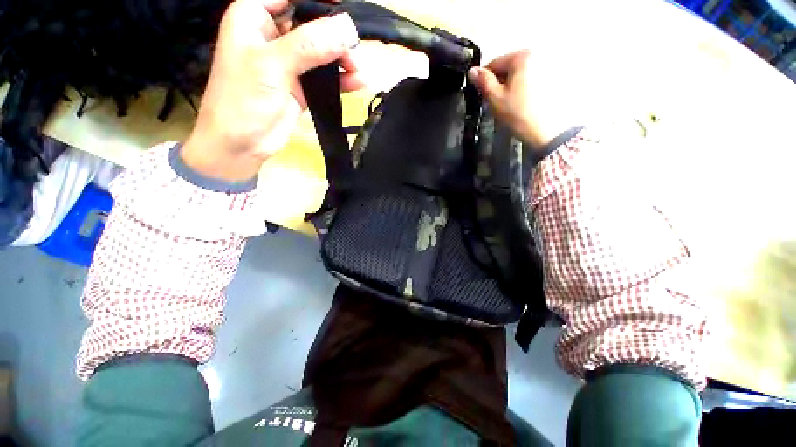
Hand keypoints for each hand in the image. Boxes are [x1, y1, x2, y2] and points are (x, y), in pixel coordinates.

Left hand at [181, 0, 361, 181]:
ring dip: (341, 58)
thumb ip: (310, 44)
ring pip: (322, 50)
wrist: (242, 144)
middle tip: (352, 50)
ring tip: (357, 69)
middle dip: (334, 33)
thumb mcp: (273, 64)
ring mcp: (289, 62)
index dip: (319, 3)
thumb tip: (348, 28)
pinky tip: (356, 82)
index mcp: (255, 16)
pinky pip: (325, 76)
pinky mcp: (302, 86)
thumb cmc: (243, 99)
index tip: (345, 15)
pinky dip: (340, 79)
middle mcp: (274, 35)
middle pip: (311, 22)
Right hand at [468, 50, 574, 150]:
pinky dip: (526, 88)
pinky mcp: (557, 78)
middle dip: (500, 82)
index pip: (494, 63)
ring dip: (513, 86)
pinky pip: (534, 79)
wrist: (548, 131)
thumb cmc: (519, 114)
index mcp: (522, 56)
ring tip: (511, 104)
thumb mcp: (495, 98)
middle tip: (496, 102)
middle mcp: (539, 54)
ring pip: (522, 73)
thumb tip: (472, 71)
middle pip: (510, 66)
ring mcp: (550, 65)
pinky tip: (524, 102)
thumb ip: (483, 82)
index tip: (481, 94)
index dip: (484, 79)